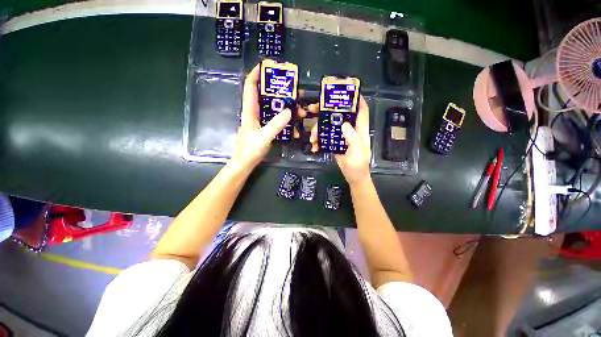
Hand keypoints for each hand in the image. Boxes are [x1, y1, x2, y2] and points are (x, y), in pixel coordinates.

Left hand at [231, 63, 290, 170]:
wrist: (244, 163)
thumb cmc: (250, 150)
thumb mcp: (264, 137)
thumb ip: (276, 125)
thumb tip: (289, 111)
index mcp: (249, 111)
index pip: (250, 86)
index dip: (256, 73)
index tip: (267, 65)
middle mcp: (253, 112)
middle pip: (261, 94)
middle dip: (273, 87)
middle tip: (289, 85)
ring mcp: (258, 120)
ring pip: (269, 106)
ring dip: (280, 102)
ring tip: (294, 101)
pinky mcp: (263, 127)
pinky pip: (273, 117)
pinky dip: (281, 115)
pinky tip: (290, 118)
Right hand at [310, 96, 371, 185]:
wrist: (353, 176)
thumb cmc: (358, 163)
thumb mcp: (357, 150)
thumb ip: (352, 136)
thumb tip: (343, 123)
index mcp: (360, 129)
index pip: (361, 110)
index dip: (356, 99)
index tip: (345, 91)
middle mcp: (350, 129)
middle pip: (339, 114)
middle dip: (325, 110)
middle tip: (312, 109)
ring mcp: (341, 135)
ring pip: (328, 125)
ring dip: (318, 130)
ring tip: (312, 139)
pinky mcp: (334, 142)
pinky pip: (325, 137)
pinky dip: (318, 140)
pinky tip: (314, 146)